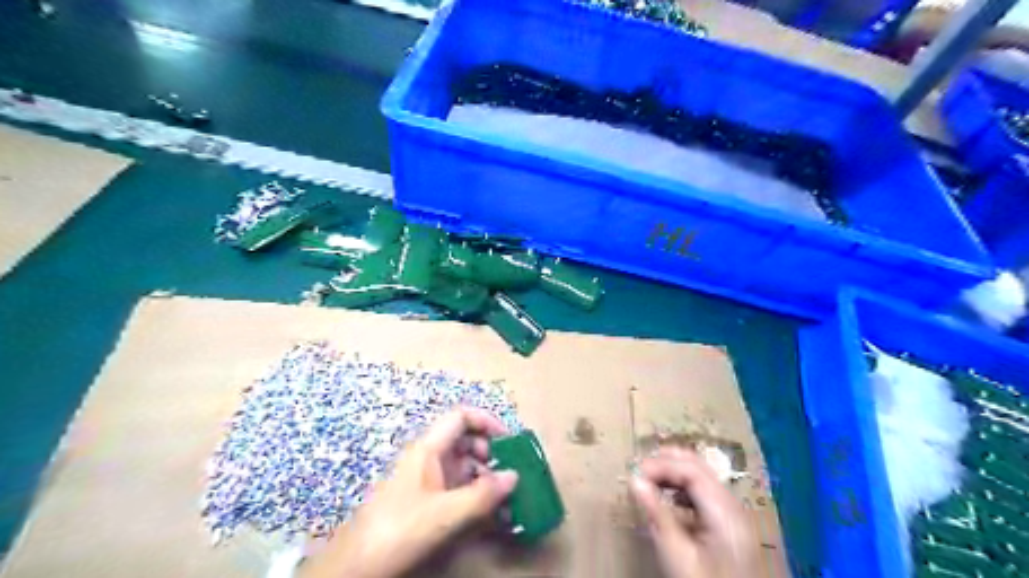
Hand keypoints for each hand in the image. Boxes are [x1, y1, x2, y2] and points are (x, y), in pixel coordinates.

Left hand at [303, 407, 517, 577]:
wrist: (356, 566)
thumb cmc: (400, 529)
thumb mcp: (445, 513)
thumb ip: (482, 494)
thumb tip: (514, 475)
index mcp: (428, 448)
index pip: (460, 417)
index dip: (486, 421)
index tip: (509, 439)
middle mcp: (427, 458)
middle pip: (464, 440)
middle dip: (490, 451)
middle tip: (508, 472)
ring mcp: (425, 480)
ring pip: (461, 465)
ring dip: (485, 476)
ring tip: (504, 497)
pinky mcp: (424, 501)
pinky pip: (455, 487)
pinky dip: (474, 494)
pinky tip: (488, 513)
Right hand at [631, 446, 758, 577]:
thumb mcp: (677, 553)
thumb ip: (657, 514)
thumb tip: (635, 480)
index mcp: (724, 511)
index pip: (691, 470)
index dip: (662, 465)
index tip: (636, 472)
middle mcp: (733, 505)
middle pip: (700, 468)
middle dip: (668, 462)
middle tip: (641, 467)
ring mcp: (734, 514)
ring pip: (703, 477)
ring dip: (675, 473)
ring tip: (649, 480)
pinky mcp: (730, 524)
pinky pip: (705, 493)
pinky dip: (684, 488)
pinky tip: (669, 497)